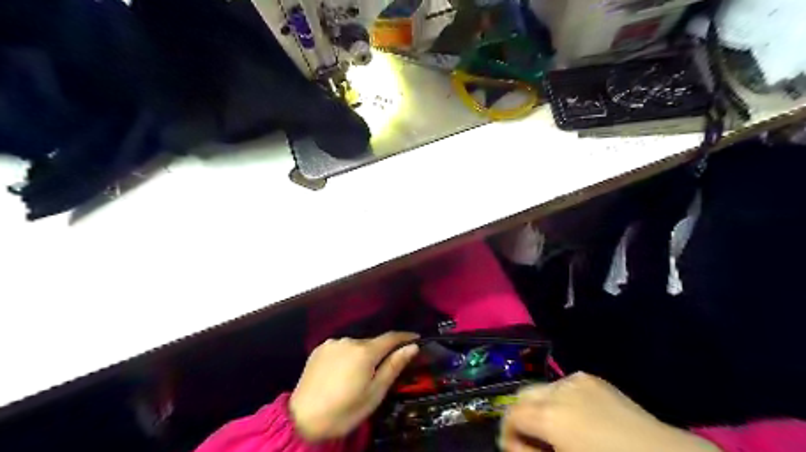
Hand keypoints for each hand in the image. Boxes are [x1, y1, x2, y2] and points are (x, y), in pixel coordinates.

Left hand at [289, 332, 418, 441]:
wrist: (302, 420)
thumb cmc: (344, 411)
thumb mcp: (374, 394)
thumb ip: (393, 367)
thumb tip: (412, 347)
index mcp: (365, 351)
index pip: (391, 337)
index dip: (405, 337)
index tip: (416, 338)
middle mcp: (349, 340)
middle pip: (373, 342)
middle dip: (381, 351)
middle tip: (384, 369)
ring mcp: (332, 343)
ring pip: (356, 345)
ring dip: (363, 354)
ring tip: (359, 374)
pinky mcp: (319, 348)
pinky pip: (341, 348)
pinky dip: (347, 355)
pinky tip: (342, 371)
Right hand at [502, 371, 720, 451]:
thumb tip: (513, 445)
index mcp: (549, 415)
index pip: (511, 414)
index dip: (506, 433)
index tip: (513, 449)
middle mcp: (557, 389)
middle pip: (522, 395)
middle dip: (521, 416)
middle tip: (532, 441)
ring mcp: (576, 380)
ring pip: (542, 388)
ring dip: (540, 407)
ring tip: (556, 430)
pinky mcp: (592, 379)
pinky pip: (564, 386)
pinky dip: (560, 399)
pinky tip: (576, 418)